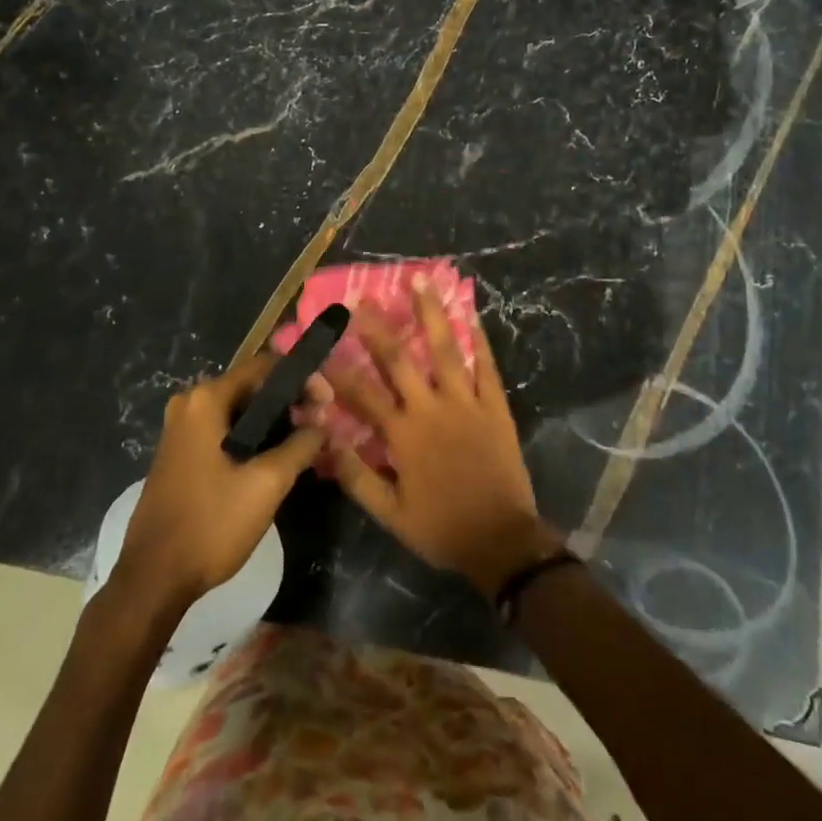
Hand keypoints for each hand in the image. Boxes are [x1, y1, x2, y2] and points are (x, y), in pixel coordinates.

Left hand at [115, 355, 329, 608]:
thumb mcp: (267, 483)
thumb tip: (322, 425)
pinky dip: (252, 436)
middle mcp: (189, 404)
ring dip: (273, 421)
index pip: (265, 366)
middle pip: (252, 386)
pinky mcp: (180, 453)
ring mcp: (181, 429)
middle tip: (320, 425)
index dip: (302, 379)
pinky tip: (275, 458)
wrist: (154, 578)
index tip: (328, 403)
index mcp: (206, 400)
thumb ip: (301, 445)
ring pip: (239, 410)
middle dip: (290, 401)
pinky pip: (224, 430)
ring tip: (305, 442)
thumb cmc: (211, 523)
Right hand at [317, 281, 560, 596]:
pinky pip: (486, 367)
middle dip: (378, 327)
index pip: (362, 394)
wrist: (502, 540)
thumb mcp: (389, 513)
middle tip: (363, 298)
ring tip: (421, 280)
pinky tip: (470, 315)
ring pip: (446, 350)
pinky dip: (478, 340)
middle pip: (400, 360)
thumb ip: (356, 475)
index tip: (319, 344)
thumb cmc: (441, 528)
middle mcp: (432, 409)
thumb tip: (325, 439)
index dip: (337, 368)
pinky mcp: (495, 407)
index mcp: (403, 435)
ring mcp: (467, 404)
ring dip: (431, 313)